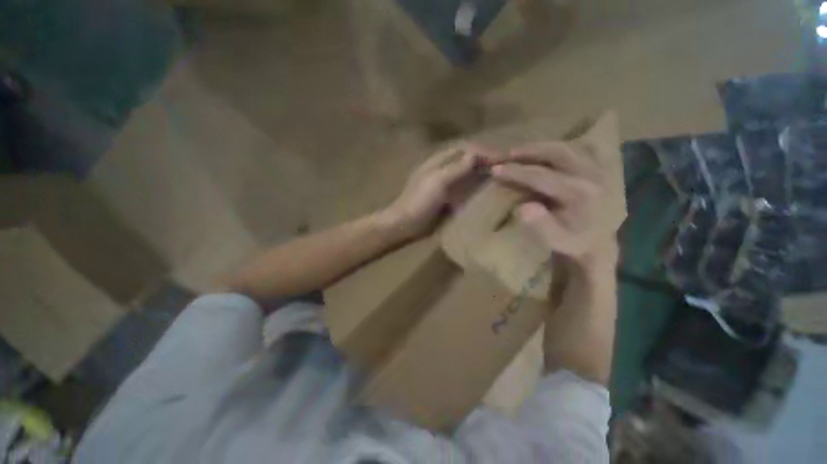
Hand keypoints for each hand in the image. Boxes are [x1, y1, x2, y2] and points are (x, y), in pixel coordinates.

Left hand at [382, 144, 499, 240]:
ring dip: (482, 173)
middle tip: (506, 167)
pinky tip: (486, 193)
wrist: (405, 225)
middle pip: (467, 160)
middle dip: (485, 160)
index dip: (483, 151)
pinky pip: (464, 189)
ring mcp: (445, 185)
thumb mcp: (437, 183)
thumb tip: (475, 154)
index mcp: (438, 162)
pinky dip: (476, 188)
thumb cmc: (419, 202)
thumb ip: (456, 168)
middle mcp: (443, 169)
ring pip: (467, 174)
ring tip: (500, 178)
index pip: (465, 149)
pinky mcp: (447, 198)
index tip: (502, 158)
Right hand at [491, 141, 616, 266]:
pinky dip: (559, 148)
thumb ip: (541, 225)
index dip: (517, 172)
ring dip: (543, 147)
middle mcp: (593, 176)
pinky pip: (579, 149)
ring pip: (569, 147)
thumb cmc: (573, 241)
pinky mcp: (602, 168)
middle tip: (509, 153)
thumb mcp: (554, 240)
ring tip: (522, 151)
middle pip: (559, 153)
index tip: (496, 169)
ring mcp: (600, 169)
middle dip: (531, 150)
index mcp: (580, 194)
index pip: (542, 176)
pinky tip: (546, 153)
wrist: (600, 241)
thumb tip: (523, 207)